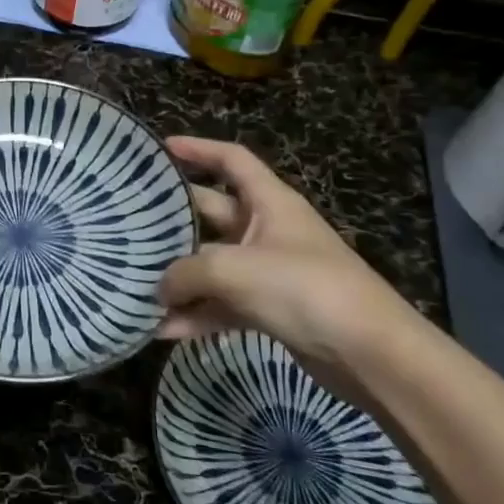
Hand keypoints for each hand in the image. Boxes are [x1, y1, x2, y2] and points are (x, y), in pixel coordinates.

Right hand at [157, 136, 421, 399]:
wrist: (370, 354)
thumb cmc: (304, 288)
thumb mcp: (236, 270)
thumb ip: (188, 273)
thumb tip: (160, 288)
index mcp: (270, 202)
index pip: (232, 160)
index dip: (198, 149)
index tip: (161, 149)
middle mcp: (268, 229)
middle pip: (213, 211)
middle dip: (175, 218)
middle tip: (132, 220)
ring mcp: (269, 271)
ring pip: (213, 264)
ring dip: (181, 276)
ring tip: (139, 283)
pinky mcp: (271, 309)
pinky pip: (224, 303)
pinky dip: (198, 314)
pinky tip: (165, 329)